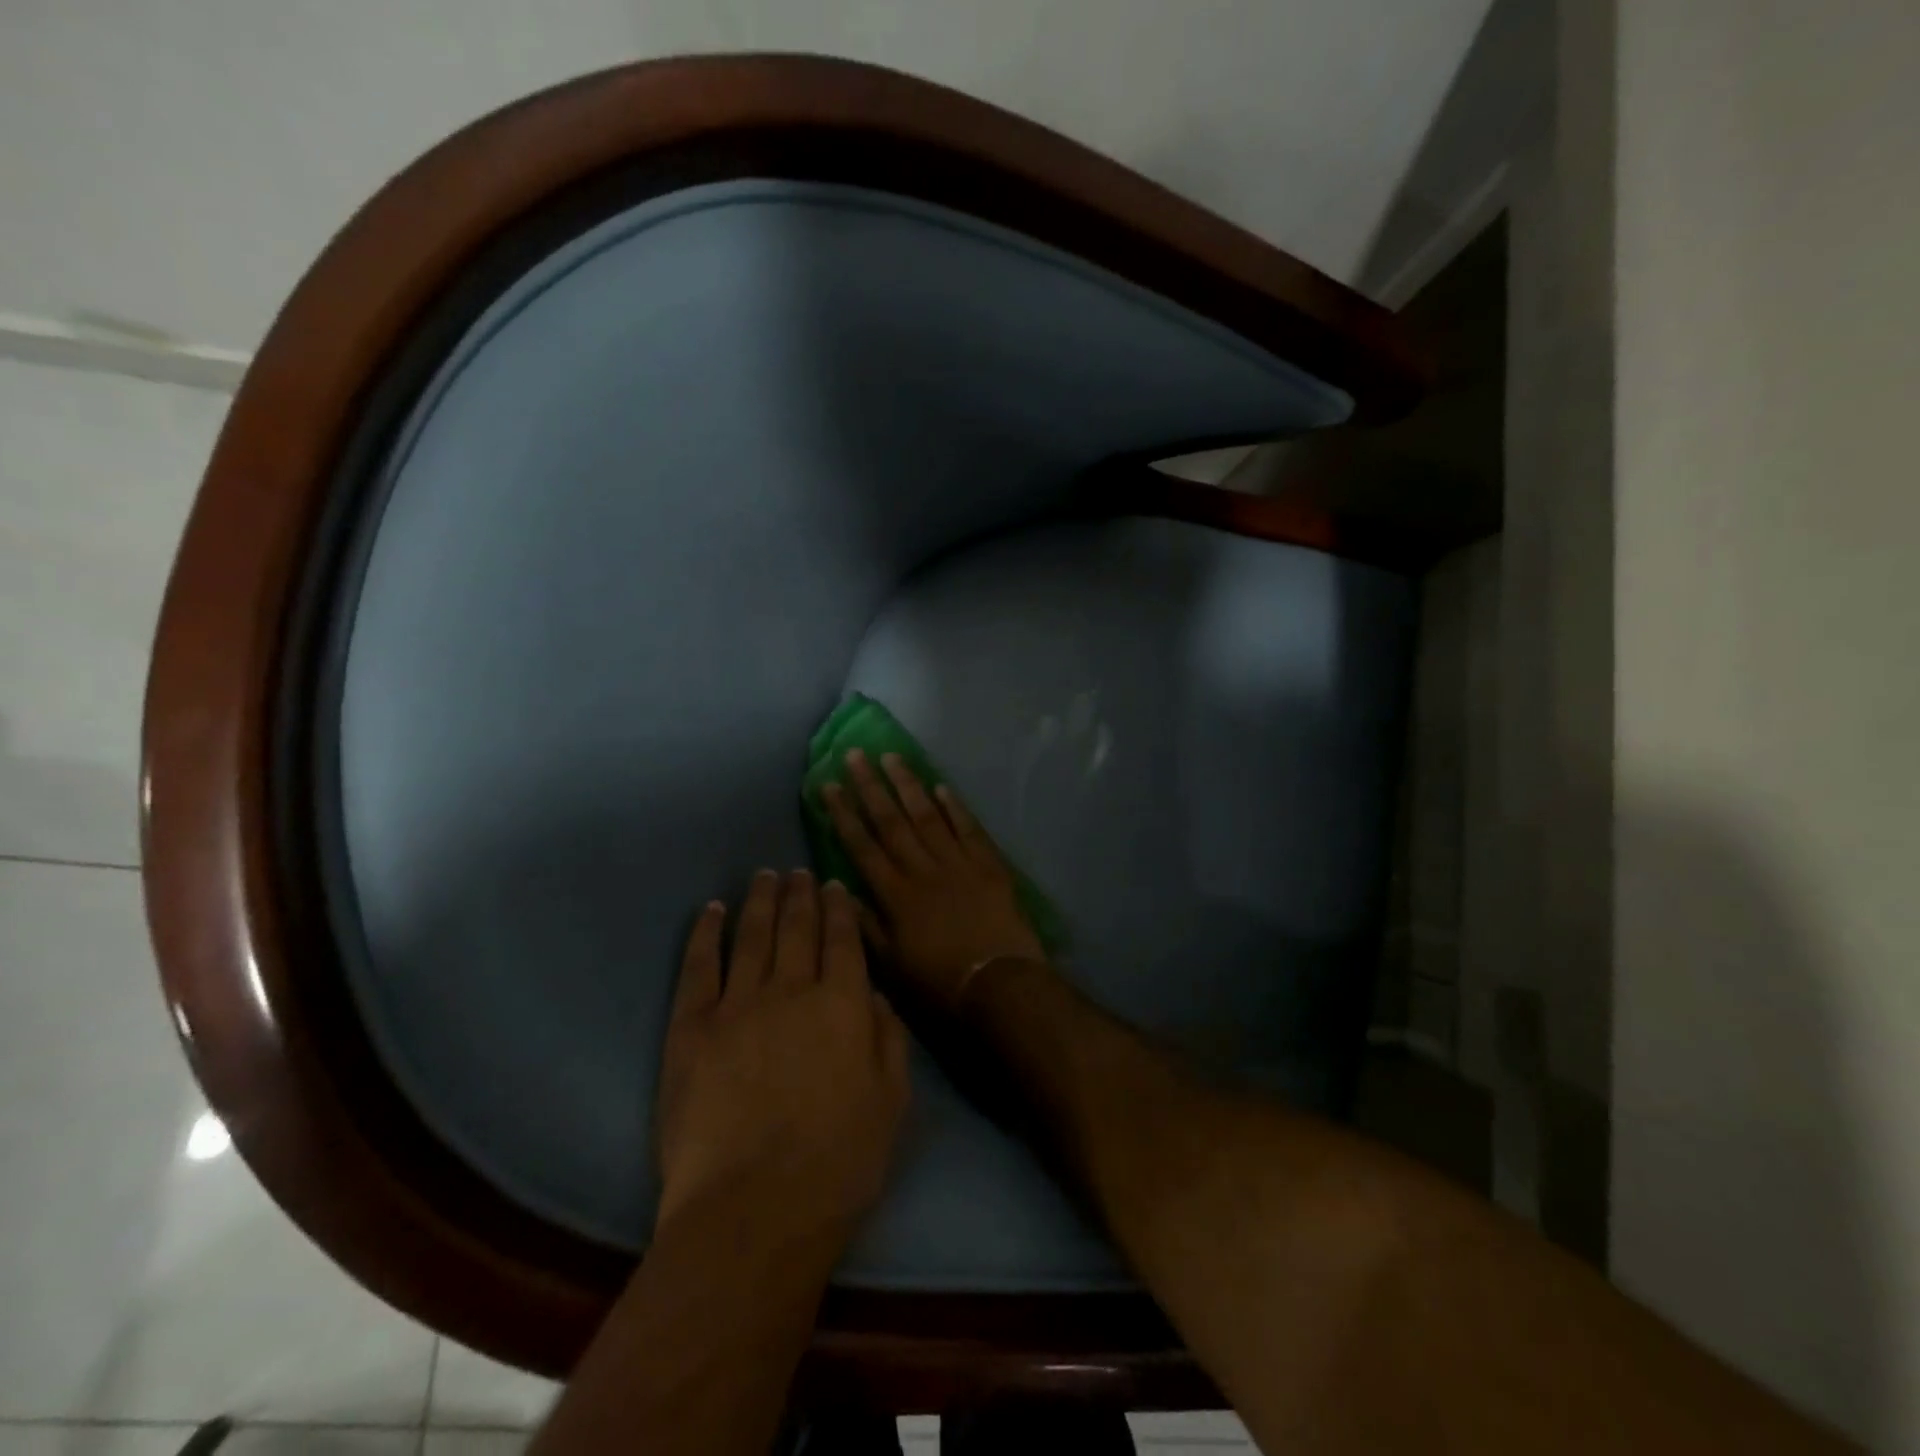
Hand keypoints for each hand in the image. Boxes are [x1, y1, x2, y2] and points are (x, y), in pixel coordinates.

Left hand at [655, 871, 908, 1235]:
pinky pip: (698, 967)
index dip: (838, 908)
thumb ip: (888, 1039)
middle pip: (796, 928)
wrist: (752, 1211)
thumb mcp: (891, 1102)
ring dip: (759, 901)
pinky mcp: (691, 1029)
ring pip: (751, 936)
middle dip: (799, 894)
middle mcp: (791, 989)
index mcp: (843, 1003)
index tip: (834, 884)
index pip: (842, 939)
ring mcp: (737, 1005)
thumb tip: (875, 994)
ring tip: (764, 876)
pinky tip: (711, 911)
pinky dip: (705, 934)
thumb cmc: (838, 1163)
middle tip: (798, 871)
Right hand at [821, 750, 1048, 1008]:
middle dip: (871, 787)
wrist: (999, 983)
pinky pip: (968, 828)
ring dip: (908, 785)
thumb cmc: (940, 981)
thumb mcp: (892, 964)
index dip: (844, 814)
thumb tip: (839, 888)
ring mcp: (957, 863)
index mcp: (896, 894)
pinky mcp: (988, 864)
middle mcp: (923, 869)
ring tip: (892, 757)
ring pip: (927, 816)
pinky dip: (955, 806)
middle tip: (855, 755)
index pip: (863, 846)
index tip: (829, 786)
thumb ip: (865, 925)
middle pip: (892, 821)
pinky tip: (941, 786)